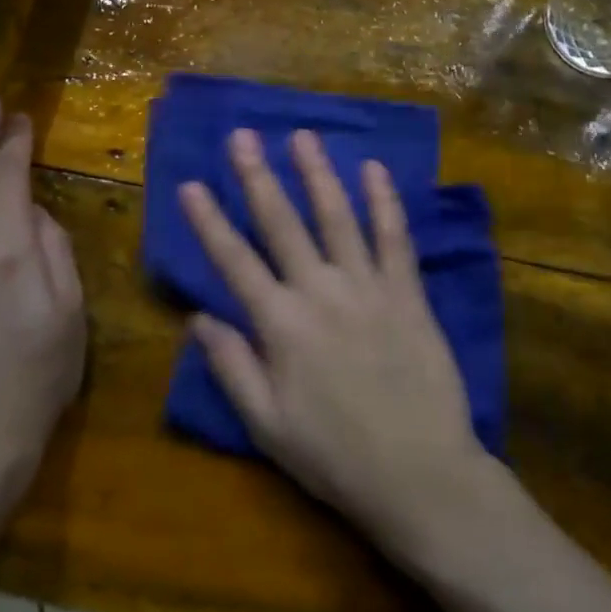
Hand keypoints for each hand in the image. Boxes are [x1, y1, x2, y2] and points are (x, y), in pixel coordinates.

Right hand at [178, 128, 487, 553]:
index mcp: (280, 326)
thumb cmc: (335, 457)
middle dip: (257, 177)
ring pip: (337, 217)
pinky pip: (394, 238)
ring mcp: (368, 287)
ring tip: (302, 136)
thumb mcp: (266, 425)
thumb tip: (198, 317)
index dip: (209, 221)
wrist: (420, 475)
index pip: (234, 261)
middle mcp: (320, 292)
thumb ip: (231, 367)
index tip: (191, 183)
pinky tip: (374, 169)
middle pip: (281, 224)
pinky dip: (384, 201)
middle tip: (241, 136)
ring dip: (317, 174)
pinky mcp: (407, 293)